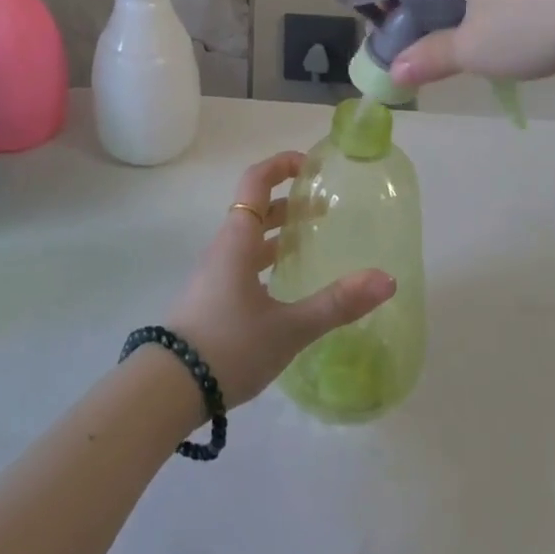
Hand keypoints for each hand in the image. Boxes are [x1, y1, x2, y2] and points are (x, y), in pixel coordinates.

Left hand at [164, 153, 396, 405]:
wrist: (168, 388)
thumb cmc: (229, 346)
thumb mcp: (289, 328)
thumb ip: (337, 304)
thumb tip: (386, 279)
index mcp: (238, 240)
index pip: (256, 182)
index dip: (281, 165)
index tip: (312, 165)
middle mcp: (224, 248)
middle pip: (256, 209)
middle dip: (290, 202)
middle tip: (327, 209)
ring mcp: (215, 274)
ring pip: (250, 238)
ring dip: (280, 232)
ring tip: (315, 242)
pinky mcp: (212, 298)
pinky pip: (244, 263)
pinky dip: (269, 259)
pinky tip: (288, 284)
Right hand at [379, 0, 554, 88]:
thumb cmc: (533, 20)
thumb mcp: (474, 49)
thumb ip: (428, 58)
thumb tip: (395, 74)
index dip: (386, 8)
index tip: (401, 44)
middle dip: (423, 5)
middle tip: (439, 45)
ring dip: (458, 0)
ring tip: (480, 38)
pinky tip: (515, 20)